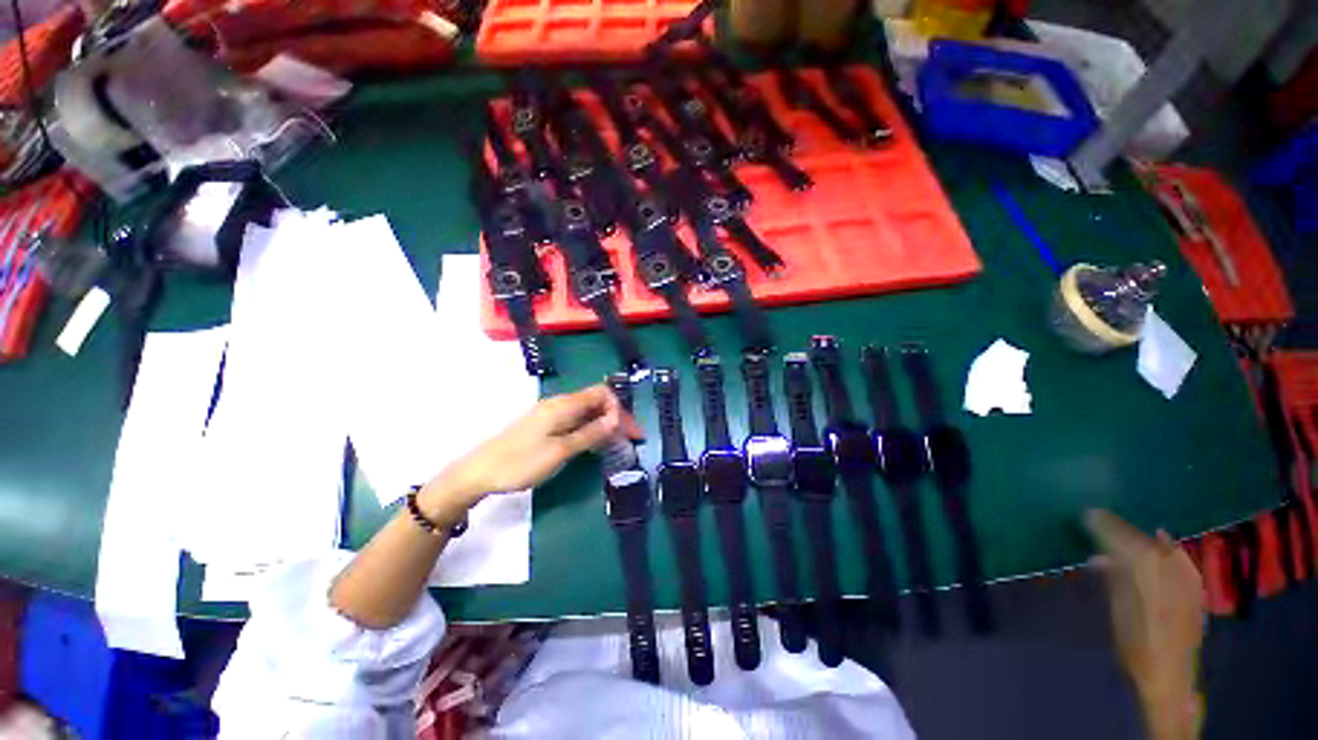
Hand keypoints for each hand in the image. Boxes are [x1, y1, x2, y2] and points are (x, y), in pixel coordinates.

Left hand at [428, 384, 640, 508]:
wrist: (479, 472)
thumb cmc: (521, 462)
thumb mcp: (560, 450)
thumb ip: (590, 433)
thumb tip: (616, 417)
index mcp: (564, 405)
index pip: (602, 394)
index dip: (620, 409)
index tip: (631, 432)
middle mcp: (559, 403)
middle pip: (596, 401)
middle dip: (616, 417)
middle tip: (630, 440)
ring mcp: (550, 414)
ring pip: (586, 411)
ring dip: (604, 424)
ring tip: (616, 444)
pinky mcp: (544, 424)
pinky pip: (575, 420)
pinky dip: (590, 429)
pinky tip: (593, 444)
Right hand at [1085, 509, 1203, 739]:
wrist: (1169, 677)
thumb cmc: (1137, 647)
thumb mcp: (1118, 615)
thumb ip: (1114, 582)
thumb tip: (1098, 556)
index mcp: (1148, 579)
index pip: (1124, 542)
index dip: (1105, 526)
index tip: (1087, 514)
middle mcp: (1171, 574)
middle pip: (1144, 543)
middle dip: (1122, 530)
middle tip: (1100, 518)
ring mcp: (1188, 581)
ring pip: (1162, 548)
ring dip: (1142, 536)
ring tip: (1124, 529)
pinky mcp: (1196, 589)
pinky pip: (1180, 558)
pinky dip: (1168, 546)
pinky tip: (1163, 538)